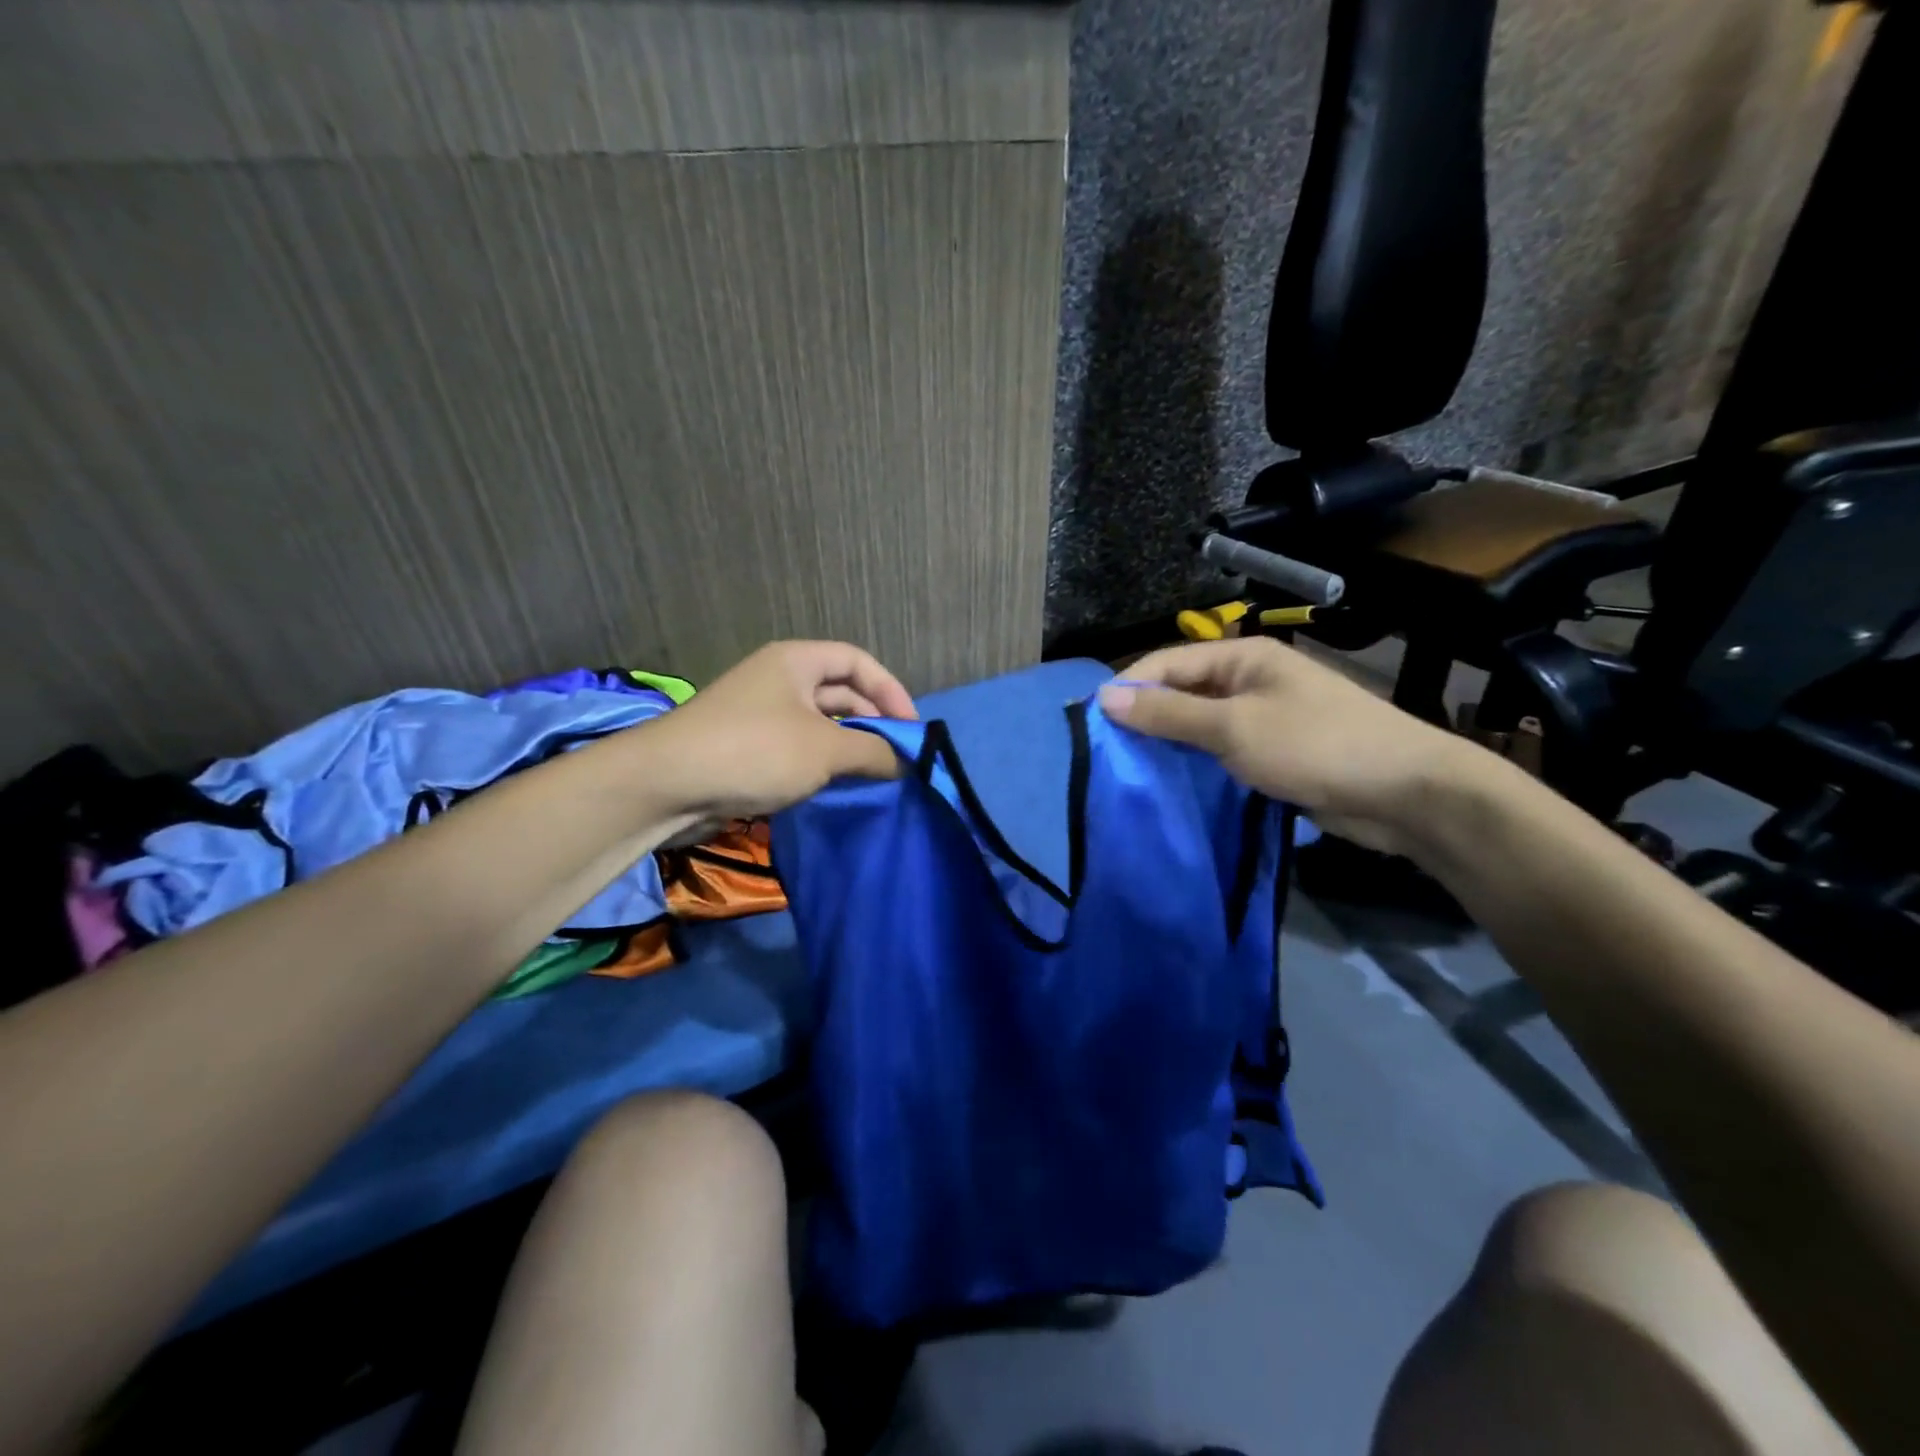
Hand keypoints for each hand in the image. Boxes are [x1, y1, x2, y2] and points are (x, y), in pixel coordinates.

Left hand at [646, 641, 916, 820]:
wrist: (666, 785)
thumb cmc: (754, 751)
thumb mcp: (825, 749)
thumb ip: (874, 751)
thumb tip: (906, 762)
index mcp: (797, 661)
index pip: (859, 662)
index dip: (891, 691)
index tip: (912, 730)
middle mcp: (780, 679)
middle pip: (841, 692)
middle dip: (872, 722)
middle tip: (898, 758)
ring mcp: (762, 714)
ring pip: (821, 724)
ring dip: (849, 747)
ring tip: (874, 776)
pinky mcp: (748, 747)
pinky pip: (798, 748)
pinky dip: (822, 764)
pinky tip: (838, 787)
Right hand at [1098, 637, 1483, 855]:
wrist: (1406, 793)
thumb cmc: (1316, 746)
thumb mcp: (1233, 728)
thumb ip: (1169, 713)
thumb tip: (1105, 696)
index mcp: (1243, 656)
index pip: (1168, 663)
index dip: (1129, 688)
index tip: (1094, 725)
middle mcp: (1250, 679)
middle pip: (1182, 691)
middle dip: (1146, 718)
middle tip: (1108, 754)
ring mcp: (1264, 716)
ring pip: (1199, 724)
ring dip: (1169, 743)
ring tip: (1129, 771)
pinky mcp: (1274, 751)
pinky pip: (1221, 750)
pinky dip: (1196, 763)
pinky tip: (1171, 783)